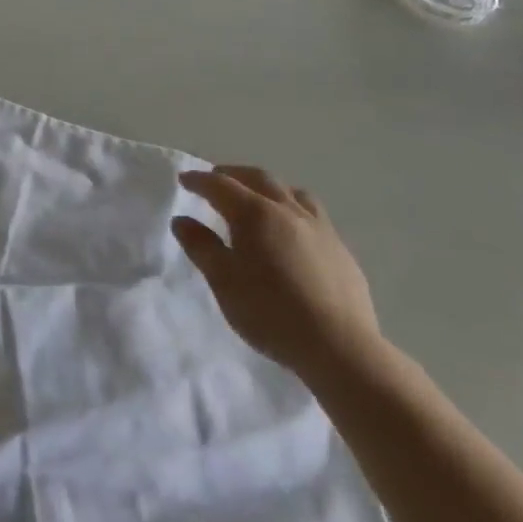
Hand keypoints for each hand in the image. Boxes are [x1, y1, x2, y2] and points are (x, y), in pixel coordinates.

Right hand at [172, 167, 383, 384]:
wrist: (339, 347)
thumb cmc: (271, 312)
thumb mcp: (224, 282)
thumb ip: (201, 247)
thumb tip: (182, 220)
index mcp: (255, 213)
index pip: (221, 185)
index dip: (199, 180)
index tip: (184, 180)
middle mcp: (288, 210)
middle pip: (258, 178)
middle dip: (233, 174)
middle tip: (216, 179)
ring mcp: (319, 228)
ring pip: (291, 192)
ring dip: (268, 187)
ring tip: (259, 197)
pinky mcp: (341, 249)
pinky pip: (313, 215)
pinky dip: (294, 209)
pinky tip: (293, 232)